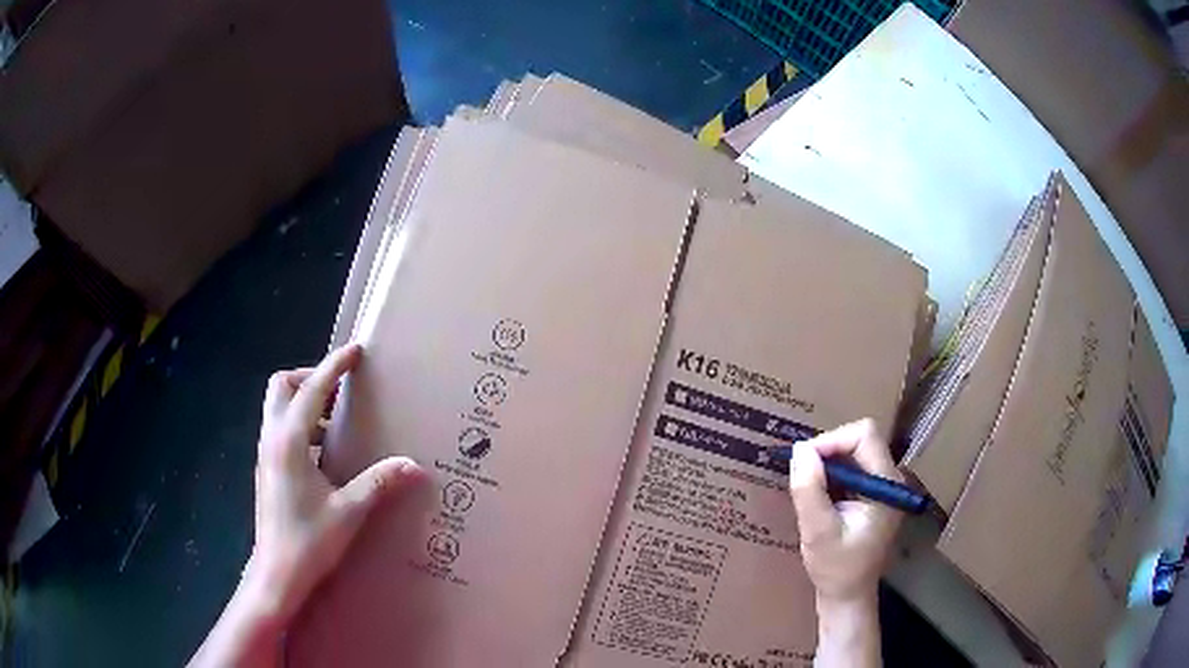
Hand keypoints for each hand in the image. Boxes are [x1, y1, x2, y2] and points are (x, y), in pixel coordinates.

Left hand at [249, 343, 423, 621]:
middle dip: (310, 377)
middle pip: (282, 386)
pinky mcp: (267, 468)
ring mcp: (266, 453)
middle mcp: (273, 438)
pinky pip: (280, 428)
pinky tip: (324, 452)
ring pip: (278, 406)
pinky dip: (301, 424)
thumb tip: (413, 464)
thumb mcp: (349, 511)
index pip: (312, 389)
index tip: (355, 351)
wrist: (277, 573)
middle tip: (339, 390)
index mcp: (291, 441)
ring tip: (336, 419)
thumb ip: (378, 482)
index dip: (334, 366)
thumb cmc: (309, 540)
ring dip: (304, 400)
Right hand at [789, 419, 900, 666]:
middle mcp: (890, 478)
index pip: (864, 436)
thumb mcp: (818, 532)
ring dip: (827, 463)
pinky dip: (830, 475)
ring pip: (854, 452)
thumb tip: (799, 449)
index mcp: (887, 485)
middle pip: (860, 440)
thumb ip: (810, 491)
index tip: (804, 461)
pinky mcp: (872, 494)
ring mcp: (883, 486)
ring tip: (806, 486)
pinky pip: (851, 468)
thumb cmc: (836, 569)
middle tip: (801, 474)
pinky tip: (816, 496)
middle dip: (827, 451)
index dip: (832, 440)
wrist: (848, 596)